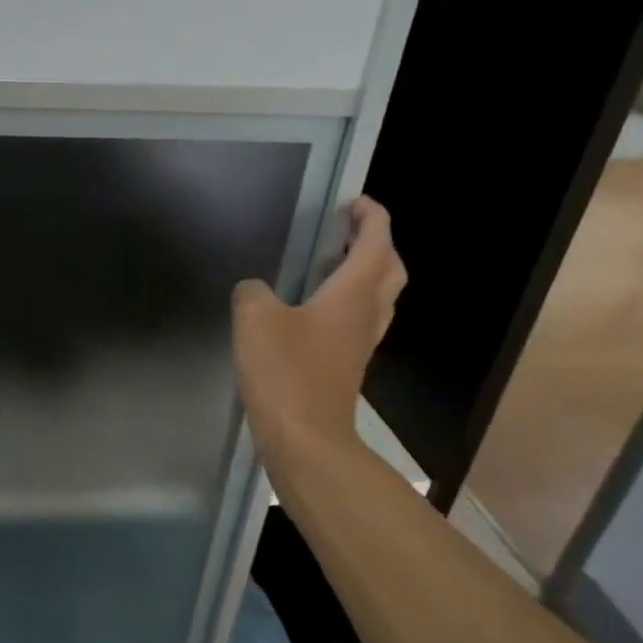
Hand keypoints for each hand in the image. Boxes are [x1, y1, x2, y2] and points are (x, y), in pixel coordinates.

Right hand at [232, 197, 405, 460]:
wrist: (305, 438)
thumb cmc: (286, 372)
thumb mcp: (255, 319)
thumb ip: (253, 292)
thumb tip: (255, 290)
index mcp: (353, 293)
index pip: (376, 241)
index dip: (371, 216)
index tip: (353, 203)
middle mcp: (366, 314)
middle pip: (389, 269)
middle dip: (375, 244)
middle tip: (346, 233)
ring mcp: (360, 344)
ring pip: (379, 297)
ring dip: (365, 274)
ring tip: (332, 265)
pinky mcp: (347, 367)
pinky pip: (359, 321)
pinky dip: (348, 303)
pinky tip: (315, 311)